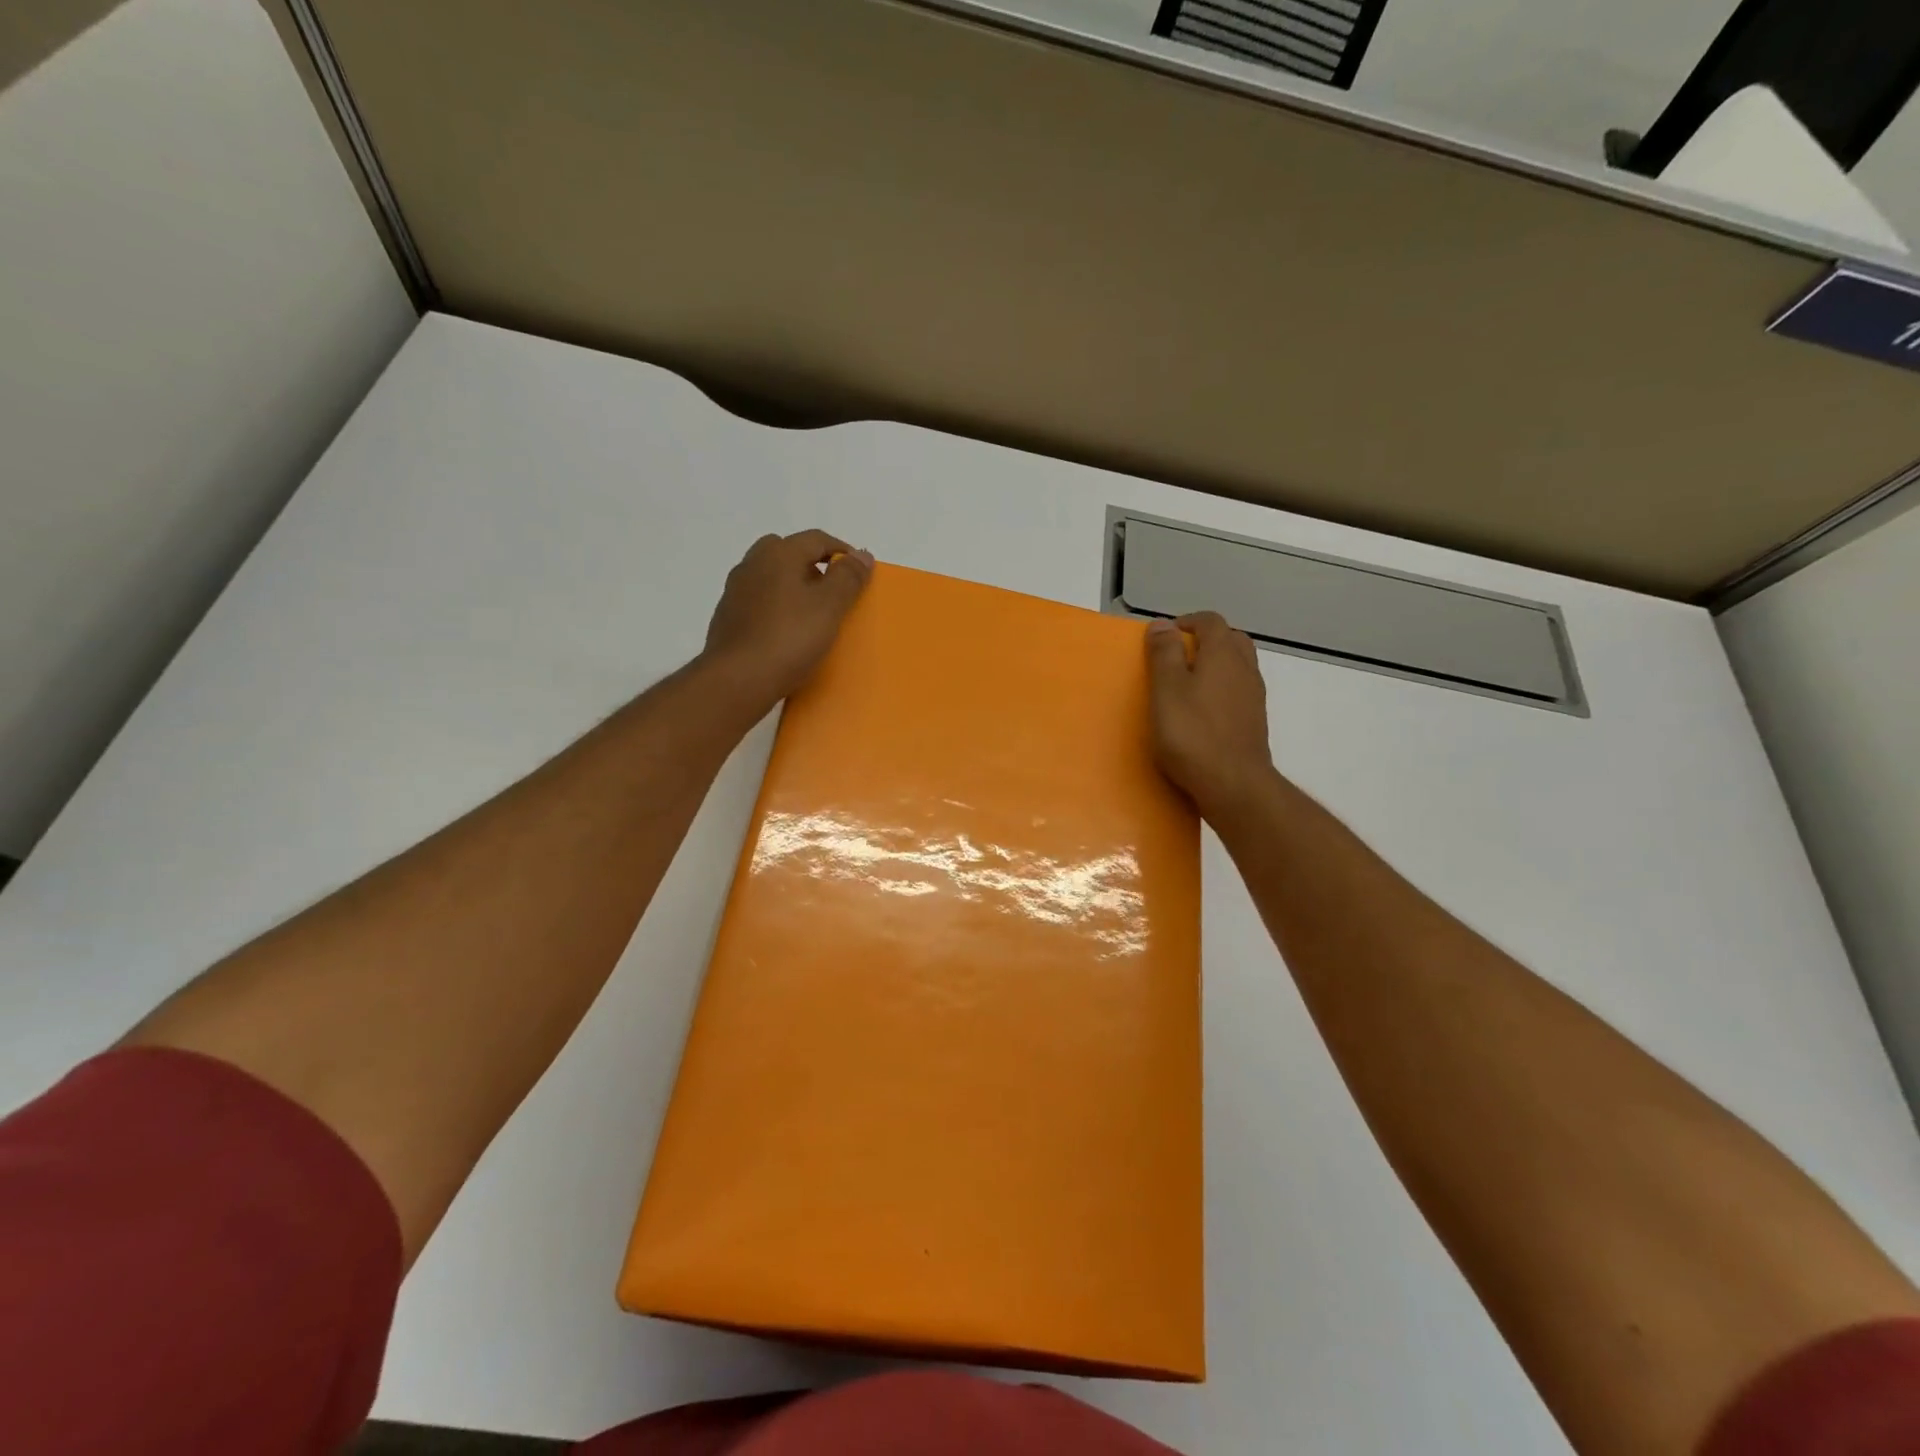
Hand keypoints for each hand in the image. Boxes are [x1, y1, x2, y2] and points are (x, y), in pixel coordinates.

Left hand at [702, 530, 873, 706]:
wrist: (738, 679)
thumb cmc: (790, 638)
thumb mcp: (830, 607)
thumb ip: (848, 577)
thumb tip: (862, 554)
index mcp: (779, 554)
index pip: (817, 539)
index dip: (842, 551)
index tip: (859, 572)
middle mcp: (753, 563)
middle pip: (787, 551)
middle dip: (812, 564)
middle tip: (831, 588)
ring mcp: (735, 590)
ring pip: (769, 575)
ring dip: (791, 584)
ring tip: (810, 611)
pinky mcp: (727, 617)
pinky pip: (758, 600)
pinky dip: (775, 605)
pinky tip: (785, 630)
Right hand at [1146, 612, 1273, 816]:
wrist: (1233, 784)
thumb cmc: (1191, 733)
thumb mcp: (1166, 689)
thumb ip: (1165, 654)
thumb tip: (1163, 624)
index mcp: (1223, 654)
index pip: (1210, 621)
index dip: (1187, 622)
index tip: (1165, 636)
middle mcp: (1245, 669)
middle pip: (1231, 640)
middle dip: (1206, 640)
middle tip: (1179, 655)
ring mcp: (1254, 697)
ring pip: (1238, 666)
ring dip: (1217, 665)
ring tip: (1189, 683)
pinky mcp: (1254, 722)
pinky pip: (1238, 692)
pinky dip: (1222, 689)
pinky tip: (1203, 711)